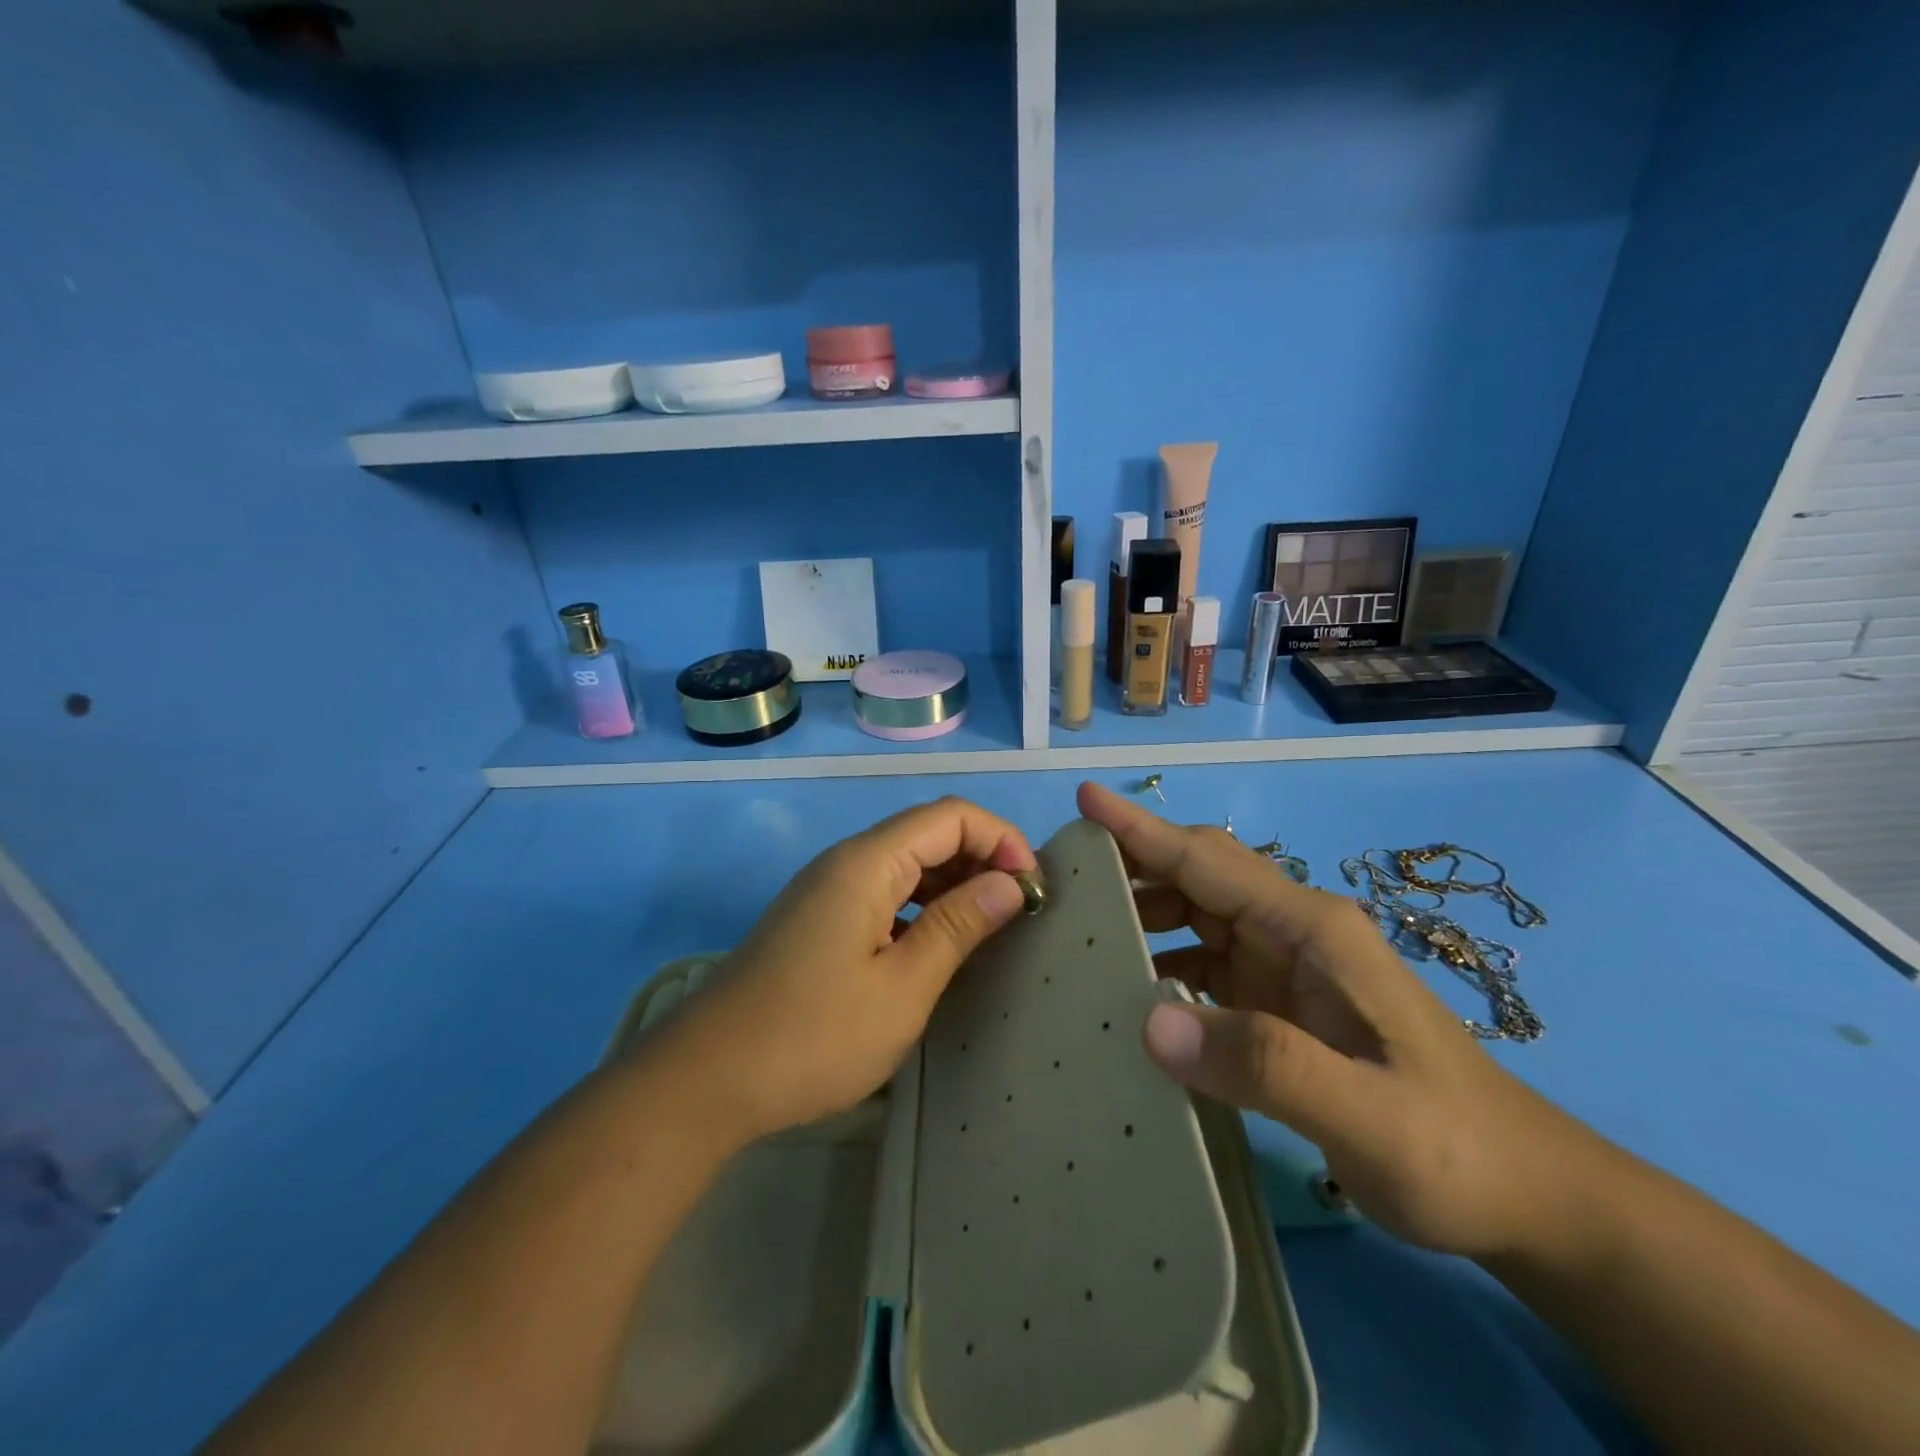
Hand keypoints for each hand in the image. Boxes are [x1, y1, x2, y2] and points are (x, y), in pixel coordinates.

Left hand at [652, 796, 1036, 1148]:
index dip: (1001, 840)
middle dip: (982, 859)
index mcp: (868, 862)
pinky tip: (939, 945)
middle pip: (928, 833)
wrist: (706, 1080)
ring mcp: (827, 890)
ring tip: (991, 928)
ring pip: (906, 864)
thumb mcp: (902, 987)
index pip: (951, 816)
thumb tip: (1010, 883)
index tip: (1032, 890)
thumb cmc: (814, 1036)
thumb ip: (958, 926)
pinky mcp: (818, 919)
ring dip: (954, 883)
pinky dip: (922, 905)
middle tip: (1020, 911)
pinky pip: (884, 892)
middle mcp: (847, 861)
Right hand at [1079, 781, 1586, 1258]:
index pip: (1209, 860)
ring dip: (1141, 909)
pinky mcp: (1278, 1000)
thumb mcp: (1367, 1116)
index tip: (1085, 799)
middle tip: (1061, 874)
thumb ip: (1265, 1065)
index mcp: (1311, 929)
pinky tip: (1127, 987)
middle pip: (1197, 874)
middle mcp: (1293, 931)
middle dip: (1131, 862)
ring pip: (1195, 912)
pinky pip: (1203, 960)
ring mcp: (1285, 964)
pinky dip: (1160, 959)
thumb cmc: (1452, 1145)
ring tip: (1078, 926)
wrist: (1525, 1195)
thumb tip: (1150, 1022)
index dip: (1143, 829)